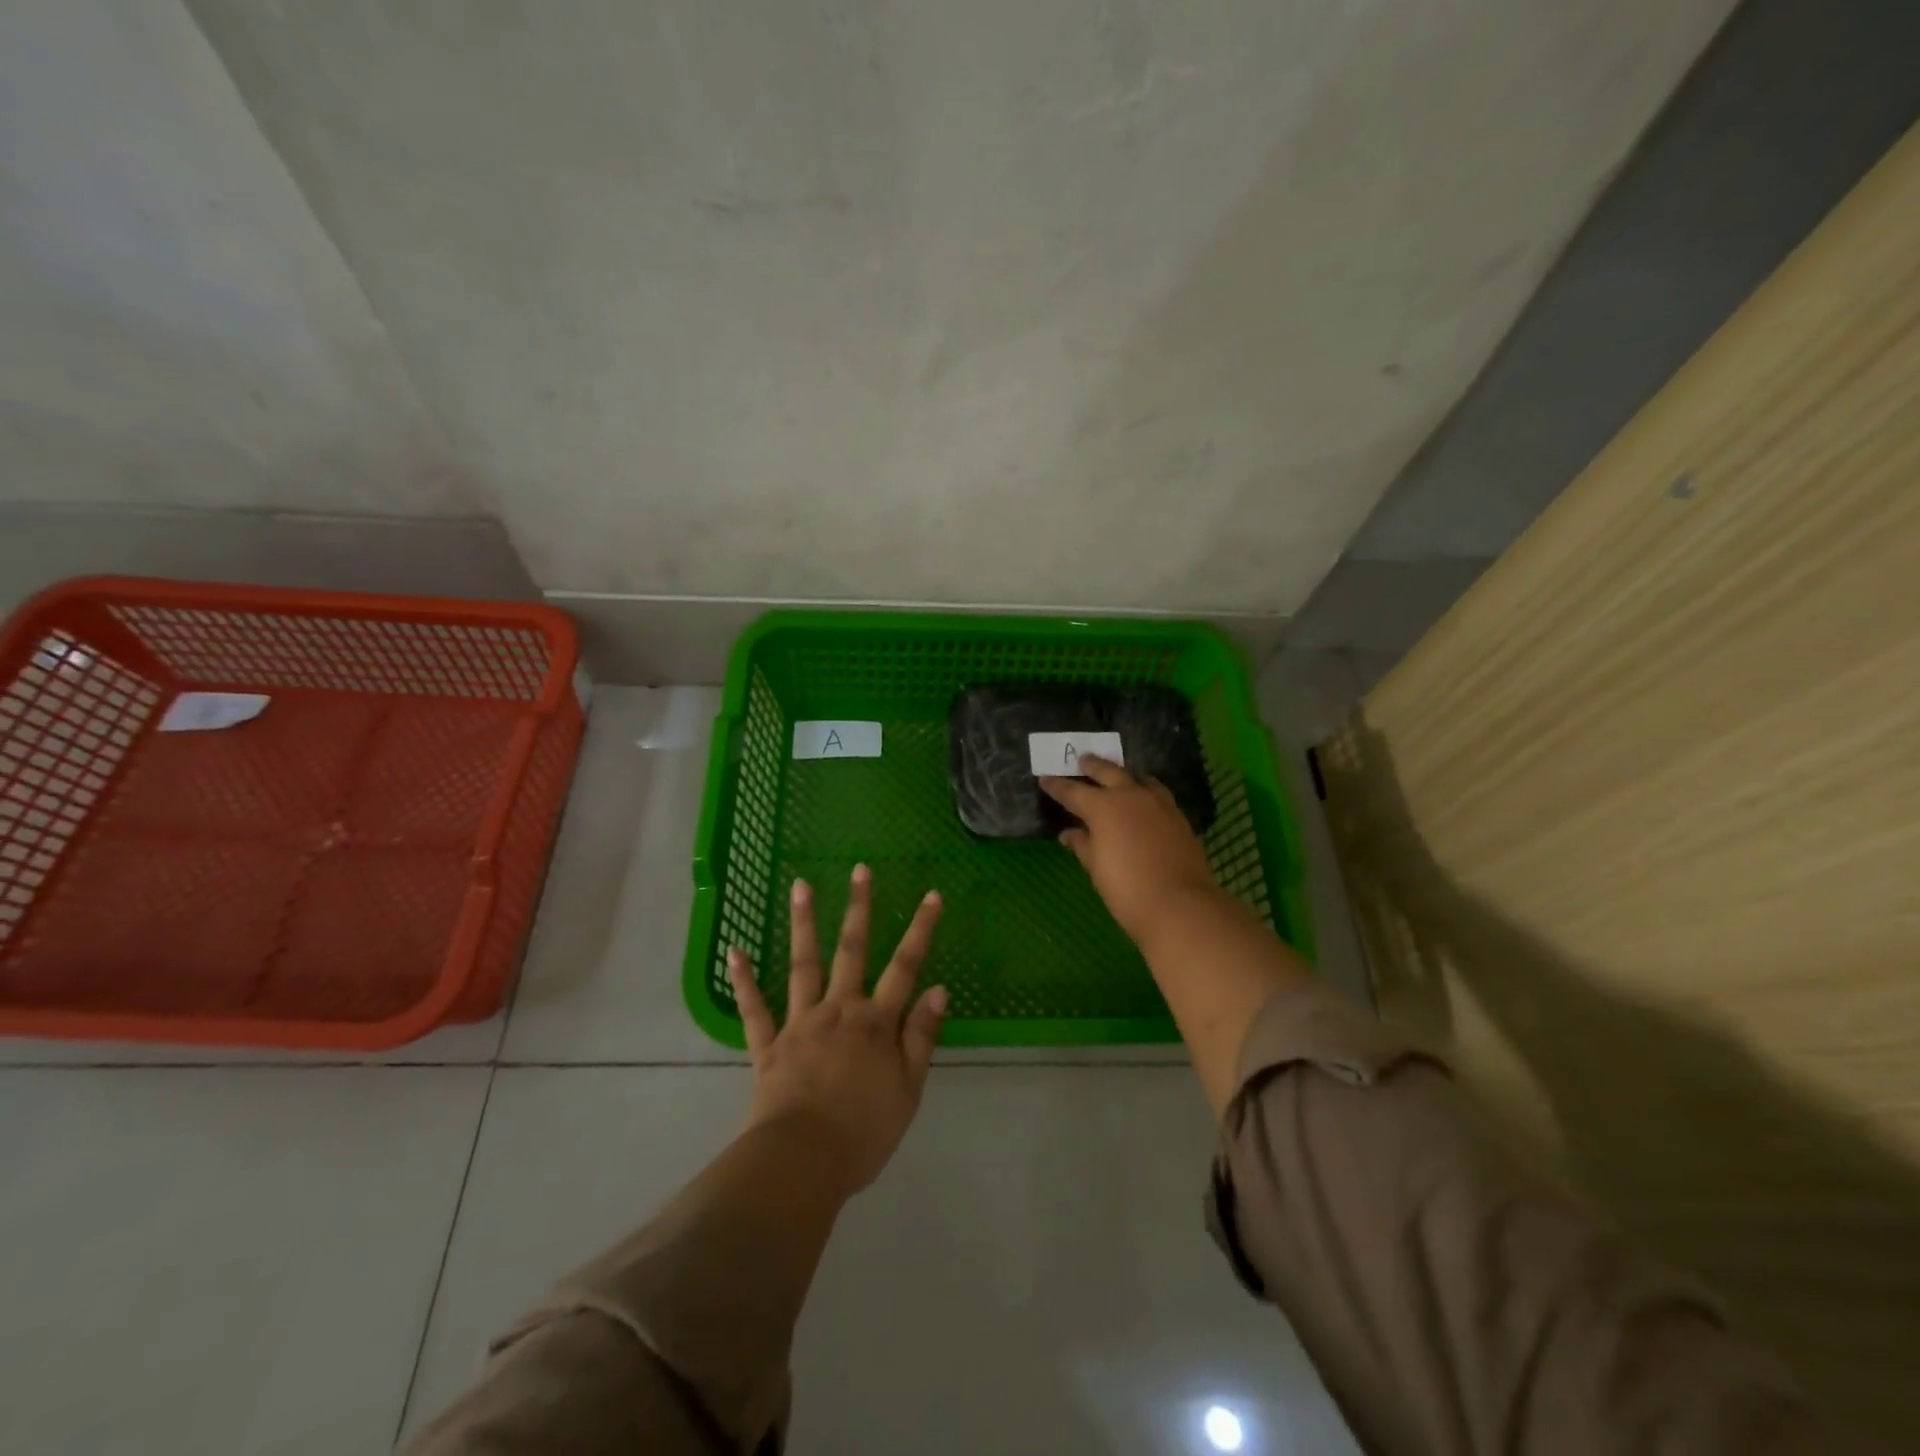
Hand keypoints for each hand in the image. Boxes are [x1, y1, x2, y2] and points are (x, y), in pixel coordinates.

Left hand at [727, 865, 946, 1195]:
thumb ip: (921, 1036)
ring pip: (803, 965)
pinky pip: (754, 1008)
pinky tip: (735, 951)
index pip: (905, 966)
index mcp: (875, 1022)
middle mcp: (839, 1010)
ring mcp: (801, 1023)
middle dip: (859, 908)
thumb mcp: (908, 1089)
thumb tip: (938, 989)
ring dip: (802, 924)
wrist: (802, 1163)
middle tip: (860, 869)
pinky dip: (744, 980)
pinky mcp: (769, 1045)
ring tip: (801, 885)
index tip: (931, 895)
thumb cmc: (864, 1132)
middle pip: (851, 951)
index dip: (920, 930)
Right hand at [1040, 755, 1219, 944]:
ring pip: (1138, 778)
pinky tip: (1143, 799)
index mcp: (1103, 807)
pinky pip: (1157, 792)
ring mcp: (1158, 803)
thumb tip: (1069, 833)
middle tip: (1082, 759)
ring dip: (1123, 774)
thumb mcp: (1096, 868)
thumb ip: (1082, 845)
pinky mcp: (1178, 816)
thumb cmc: (1127, 889)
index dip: (1057, 786)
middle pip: (1108, 772)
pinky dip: (1145, 789)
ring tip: (1117, 774)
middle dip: (1092, 766)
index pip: (1073, 791)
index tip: (1045, 779)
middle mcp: (1130, 796)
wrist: (1180, 904)